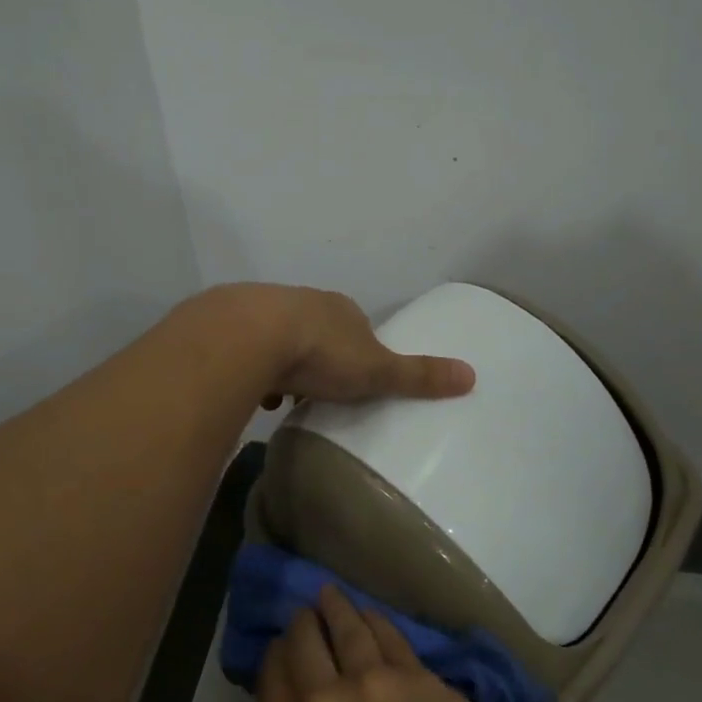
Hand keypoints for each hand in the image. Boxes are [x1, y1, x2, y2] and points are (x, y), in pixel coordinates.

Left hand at [200, 283, 475, 407]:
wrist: (250, 336)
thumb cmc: (322, 353)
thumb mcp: (377, 369)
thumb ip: (418, 375)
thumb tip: (472, 376)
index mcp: (341, 310)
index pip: (356, 327)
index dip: (357, 353)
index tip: (354, 380)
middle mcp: (303, 303)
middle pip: (316, 332)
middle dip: (318, 359)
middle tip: (319, 392)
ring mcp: (262, 311)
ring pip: (278, 340)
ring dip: (283, 365)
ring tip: (283, 398)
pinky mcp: (230, 326)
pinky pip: (246, 351)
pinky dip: (252, 370)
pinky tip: (253, 393)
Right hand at [258, 586, 542, 701]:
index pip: (270, 680)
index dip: (274, 657)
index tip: (281, 648)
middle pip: (301, 643)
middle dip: (301, 624)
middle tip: (305, 616)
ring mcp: (369, 680)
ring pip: (343, 624)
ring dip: (333, 605)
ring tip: (329, 595)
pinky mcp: (411, 669)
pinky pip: (383, 632)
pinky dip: (370, 618)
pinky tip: (368, 614)